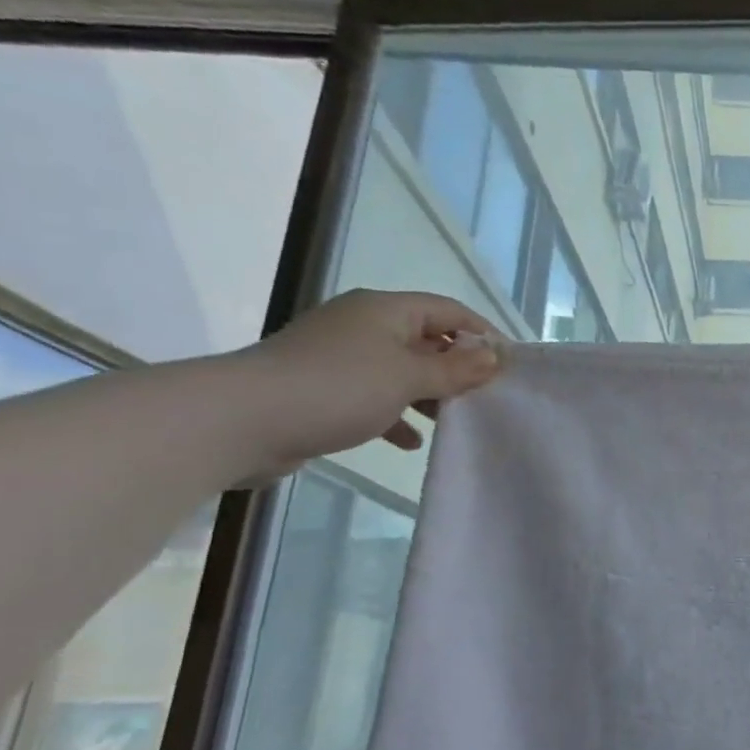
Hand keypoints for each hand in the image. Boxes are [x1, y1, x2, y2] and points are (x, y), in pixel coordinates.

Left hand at [226, 289, 502, 477]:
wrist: (240, 421)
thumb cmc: (337, 388)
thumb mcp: (408, 377)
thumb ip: (455, 369)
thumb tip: (495, 356)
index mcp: (384, 310)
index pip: (448, 310)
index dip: (482, 333)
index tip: (509, 365)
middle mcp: (363, 325)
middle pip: (425, 339)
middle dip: (457, 367)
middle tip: (485, 396)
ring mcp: (339, 357)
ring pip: (401, 370)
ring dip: (429, 393)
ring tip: (453, 418)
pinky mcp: (322, 389)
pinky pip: (374, 396)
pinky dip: (397, 413)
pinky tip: (411, 439)